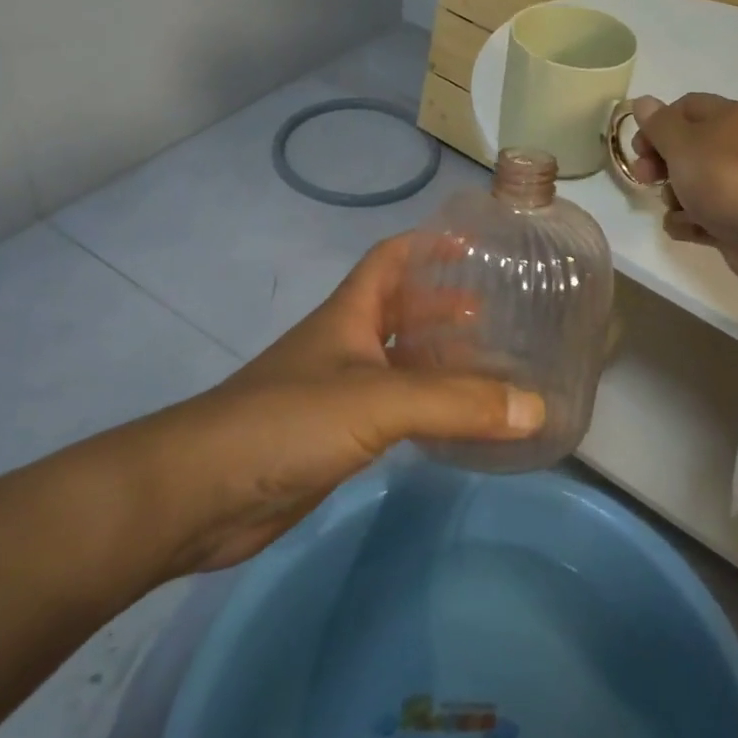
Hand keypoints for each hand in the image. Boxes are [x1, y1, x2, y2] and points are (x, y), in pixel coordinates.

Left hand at [125, 235, 544, 577]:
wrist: (201, 495)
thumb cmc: (289, 421)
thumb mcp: (379, 401)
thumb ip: (458, 404)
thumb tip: (536, 407)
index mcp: (350, 314)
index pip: (391, 259)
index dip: (428, 245)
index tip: (473, 243)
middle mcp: (345, 345)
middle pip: (402, 310)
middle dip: (445, 305)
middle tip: (497, 311)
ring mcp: (337, 393)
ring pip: (400, 363)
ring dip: (440, 360)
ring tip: (490, 364)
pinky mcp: (335, 439)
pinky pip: (394, 411)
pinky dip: (426, 409)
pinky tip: (455, 422)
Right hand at [626, 93, 737, 288]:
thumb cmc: (725, 178)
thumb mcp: (682, 143)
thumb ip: (658, 124)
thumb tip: (643, 101)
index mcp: (727, 118)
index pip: (685, 108)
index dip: (657, 124)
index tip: (639, 147)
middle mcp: (734, 147)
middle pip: (685, 148)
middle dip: (659, 164)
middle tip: (644, 178)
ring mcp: (737, 186)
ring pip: (690, 185)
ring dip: (673, 197)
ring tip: (678, 207)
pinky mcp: (735, 220)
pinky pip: (701, 216)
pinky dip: (690, 223)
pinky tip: (690, 228)